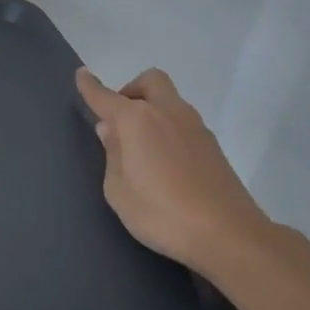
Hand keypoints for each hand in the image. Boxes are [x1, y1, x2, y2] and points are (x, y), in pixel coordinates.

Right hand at [75, 67, 274, 276]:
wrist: (228, 235)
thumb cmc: (160, 213)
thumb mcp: (118, 190)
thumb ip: (112, 154)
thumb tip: (111, 130)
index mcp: (137, 120)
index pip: (106, 96)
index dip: (90, 86)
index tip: (81, 74)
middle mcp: (168, 113)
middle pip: (150, 82)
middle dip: (131, 90)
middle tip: (119, 118)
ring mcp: (195, 128)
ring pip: (170, 101)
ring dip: (152, 110)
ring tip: (139, 146)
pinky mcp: (213, 147)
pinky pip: (183, 123)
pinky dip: (168, 128)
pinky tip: (163, 161)